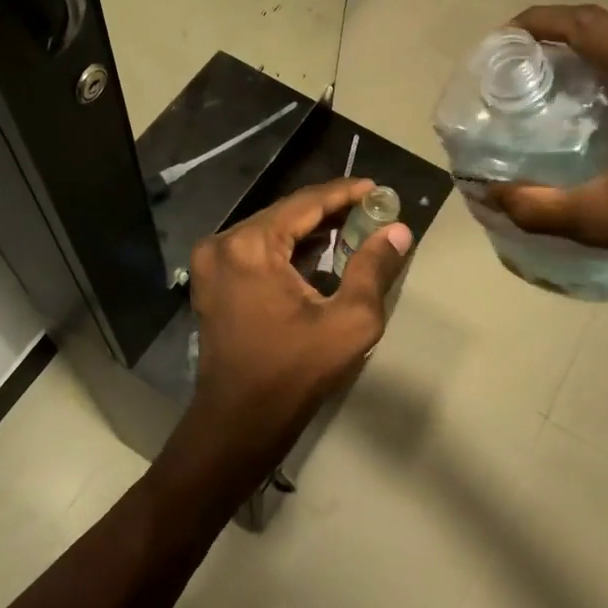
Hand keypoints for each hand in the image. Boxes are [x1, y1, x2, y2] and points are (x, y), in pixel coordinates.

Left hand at [173, 178, 412, 486]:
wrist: (239, 420)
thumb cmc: (295, 371)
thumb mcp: (349, 321)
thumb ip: (374, 268)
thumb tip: (398, 230)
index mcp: (250, 245)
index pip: (305, 202)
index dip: (344, 192)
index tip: (377, 188)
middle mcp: (223, 243)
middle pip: (284, 213)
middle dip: (328, 209)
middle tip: (369, 209)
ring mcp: (210, 262)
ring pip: (268, 229)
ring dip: (307, 228)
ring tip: (351, 226)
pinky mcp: (210, 280)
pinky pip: (253, 249)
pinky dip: (285, 247)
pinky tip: (317, 252)